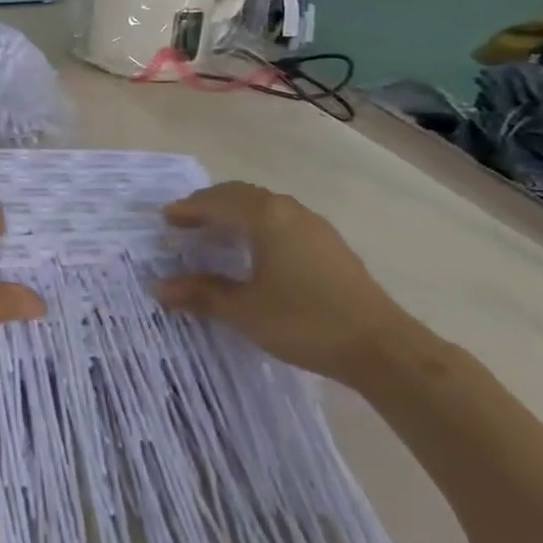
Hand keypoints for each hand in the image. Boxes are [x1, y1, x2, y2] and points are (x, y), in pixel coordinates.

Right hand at [157, 182, 415, 384]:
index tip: (165, 218)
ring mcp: (314, 226)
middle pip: (241, 195)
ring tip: (216, 232)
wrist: (382, 347)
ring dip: (236, 213)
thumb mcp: (245, 311)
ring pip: (265, 206)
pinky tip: (255, 250)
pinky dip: (258, 225)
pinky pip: (282, 220)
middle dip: (210, 205)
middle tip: (186, 220)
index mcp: (266, 217)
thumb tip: (161, 288)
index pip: (217, 202)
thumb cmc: (305, 322)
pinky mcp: (330, 245)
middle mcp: (289, 211)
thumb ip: (202, 294)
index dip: (189, 209)